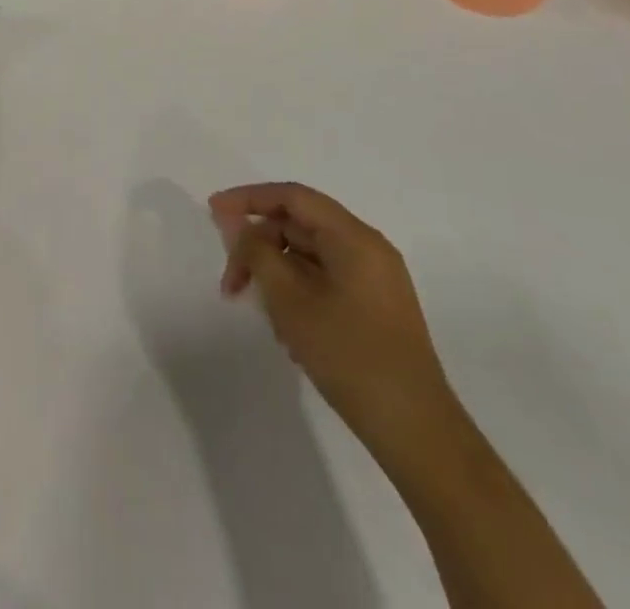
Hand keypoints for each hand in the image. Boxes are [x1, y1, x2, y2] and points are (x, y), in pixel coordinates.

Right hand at [209, 182, 456, 451]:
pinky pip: (326, 280)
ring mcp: (375, 279)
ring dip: (277, 275)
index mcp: (353, 237)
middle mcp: (368, 248)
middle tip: (230, 284)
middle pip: (298, 226)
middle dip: (259, 248)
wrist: (417, 432)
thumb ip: (256, 251)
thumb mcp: (289, 300)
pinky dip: (298, 293)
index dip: (248, 198)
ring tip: (265, 318)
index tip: (212, 211)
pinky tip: (290, 334)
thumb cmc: (349, 356)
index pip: (292, 196)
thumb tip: (233, 220)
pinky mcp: (376, 307)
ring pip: (309, 256)